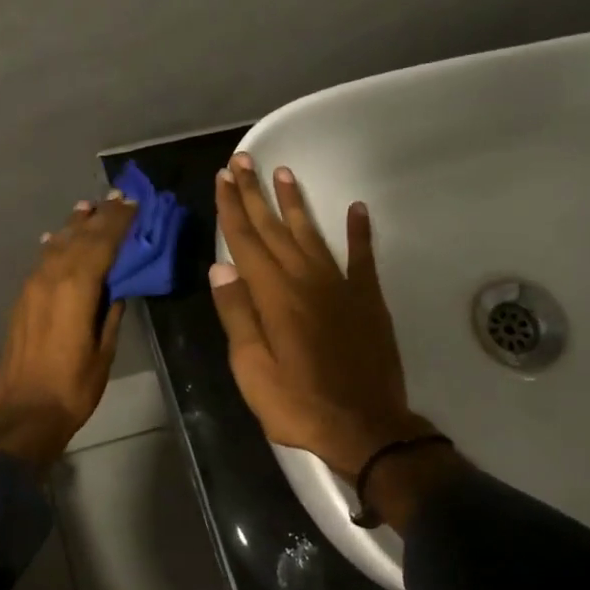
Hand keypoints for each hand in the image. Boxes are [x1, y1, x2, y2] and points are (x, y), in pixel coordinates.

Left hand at [0, 193, 137, 472]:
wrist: (24, 412)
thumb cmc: (73, 387)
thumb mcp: (103, 351)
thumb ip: (110, 313)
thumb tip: (117, 288)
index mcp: (76, 289)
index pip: (102, 244)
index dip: (119, 222)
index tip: (133, 202)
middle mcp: (51, 279)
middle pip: (79, 238)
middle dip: (100, 217)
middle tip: (117, 197)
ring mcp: (32, 287)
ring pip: (57, 246)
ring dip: (75, 226)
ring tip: (88, 208)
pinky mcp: (22, 300)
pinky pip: (42, 261)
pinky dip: (56, 245)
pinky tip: (58, 238)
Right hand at [209, 153, 436, 482]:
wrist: (366, 428)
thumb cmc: (299, 404)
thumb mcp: (252, 369)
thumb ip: (238, 315)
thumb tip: (220, 268)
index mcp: (274, 296)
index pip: (245, 242)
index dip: (232, 208)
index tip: (222, 178)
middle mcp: (306, 280)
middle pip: (274, 229)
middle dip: (255, 194)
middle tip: (243, 161)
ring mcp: (340, 287)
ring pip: (312, 234)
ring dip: (296, 203)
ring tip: (284, 173)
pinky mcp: (368, 300)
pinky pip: (362, 257)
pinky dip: (359, 232)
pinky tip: (355, 209)